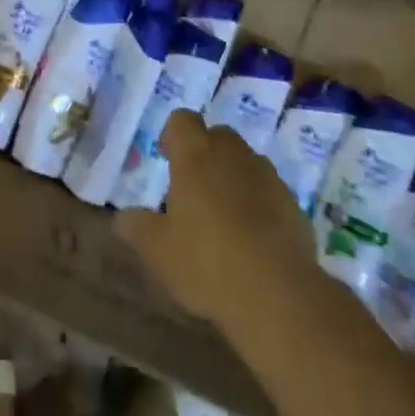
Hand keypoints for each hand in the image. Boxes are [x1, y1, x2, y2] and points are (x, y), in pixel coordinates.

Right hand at [114, 110, 315, 327]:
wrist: (278, 295)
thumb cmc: (207, 263)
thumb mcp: (158, 251)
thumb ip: (137, 228)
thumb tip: (121, 218)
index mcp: (195, 156)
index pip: (182, 120)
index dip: (173, 134)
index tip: (168, 158)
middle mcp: (232, 155)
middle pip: (217, 135)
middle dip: (206, 152)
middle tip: (194, 189)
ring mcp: (267, 177)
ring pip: (246, 161)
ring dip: (234, 176)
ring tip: (225, 216)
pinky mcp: (293, 204)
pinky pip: (269, 191)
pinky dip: (260, 203)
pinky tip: (254, 240)